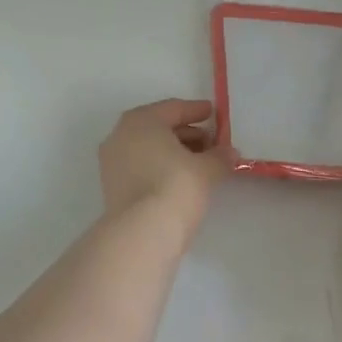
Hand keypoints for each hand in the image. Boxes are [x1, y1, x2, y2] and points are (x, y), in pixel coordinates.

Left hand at [98, 99, 237, 238]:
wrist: (142, 233)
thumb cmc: (176, 186)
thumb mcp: (207, 169)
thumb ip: (220, 156)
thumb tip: (229, 153)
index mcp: (141, 120)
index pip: (174, 108)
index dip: (197, 111)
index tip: (214, 113)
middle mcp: (121, 135)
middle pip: (159, 128)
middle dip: (187, 134)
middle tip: (212, 143)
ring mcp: (112, 162)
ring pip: (149, 149)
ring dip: (175, 152)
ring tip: (202, 163)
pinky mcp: (112, 186)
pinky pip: (142, 167)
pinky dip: (161, 167)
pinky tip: (182, 179)